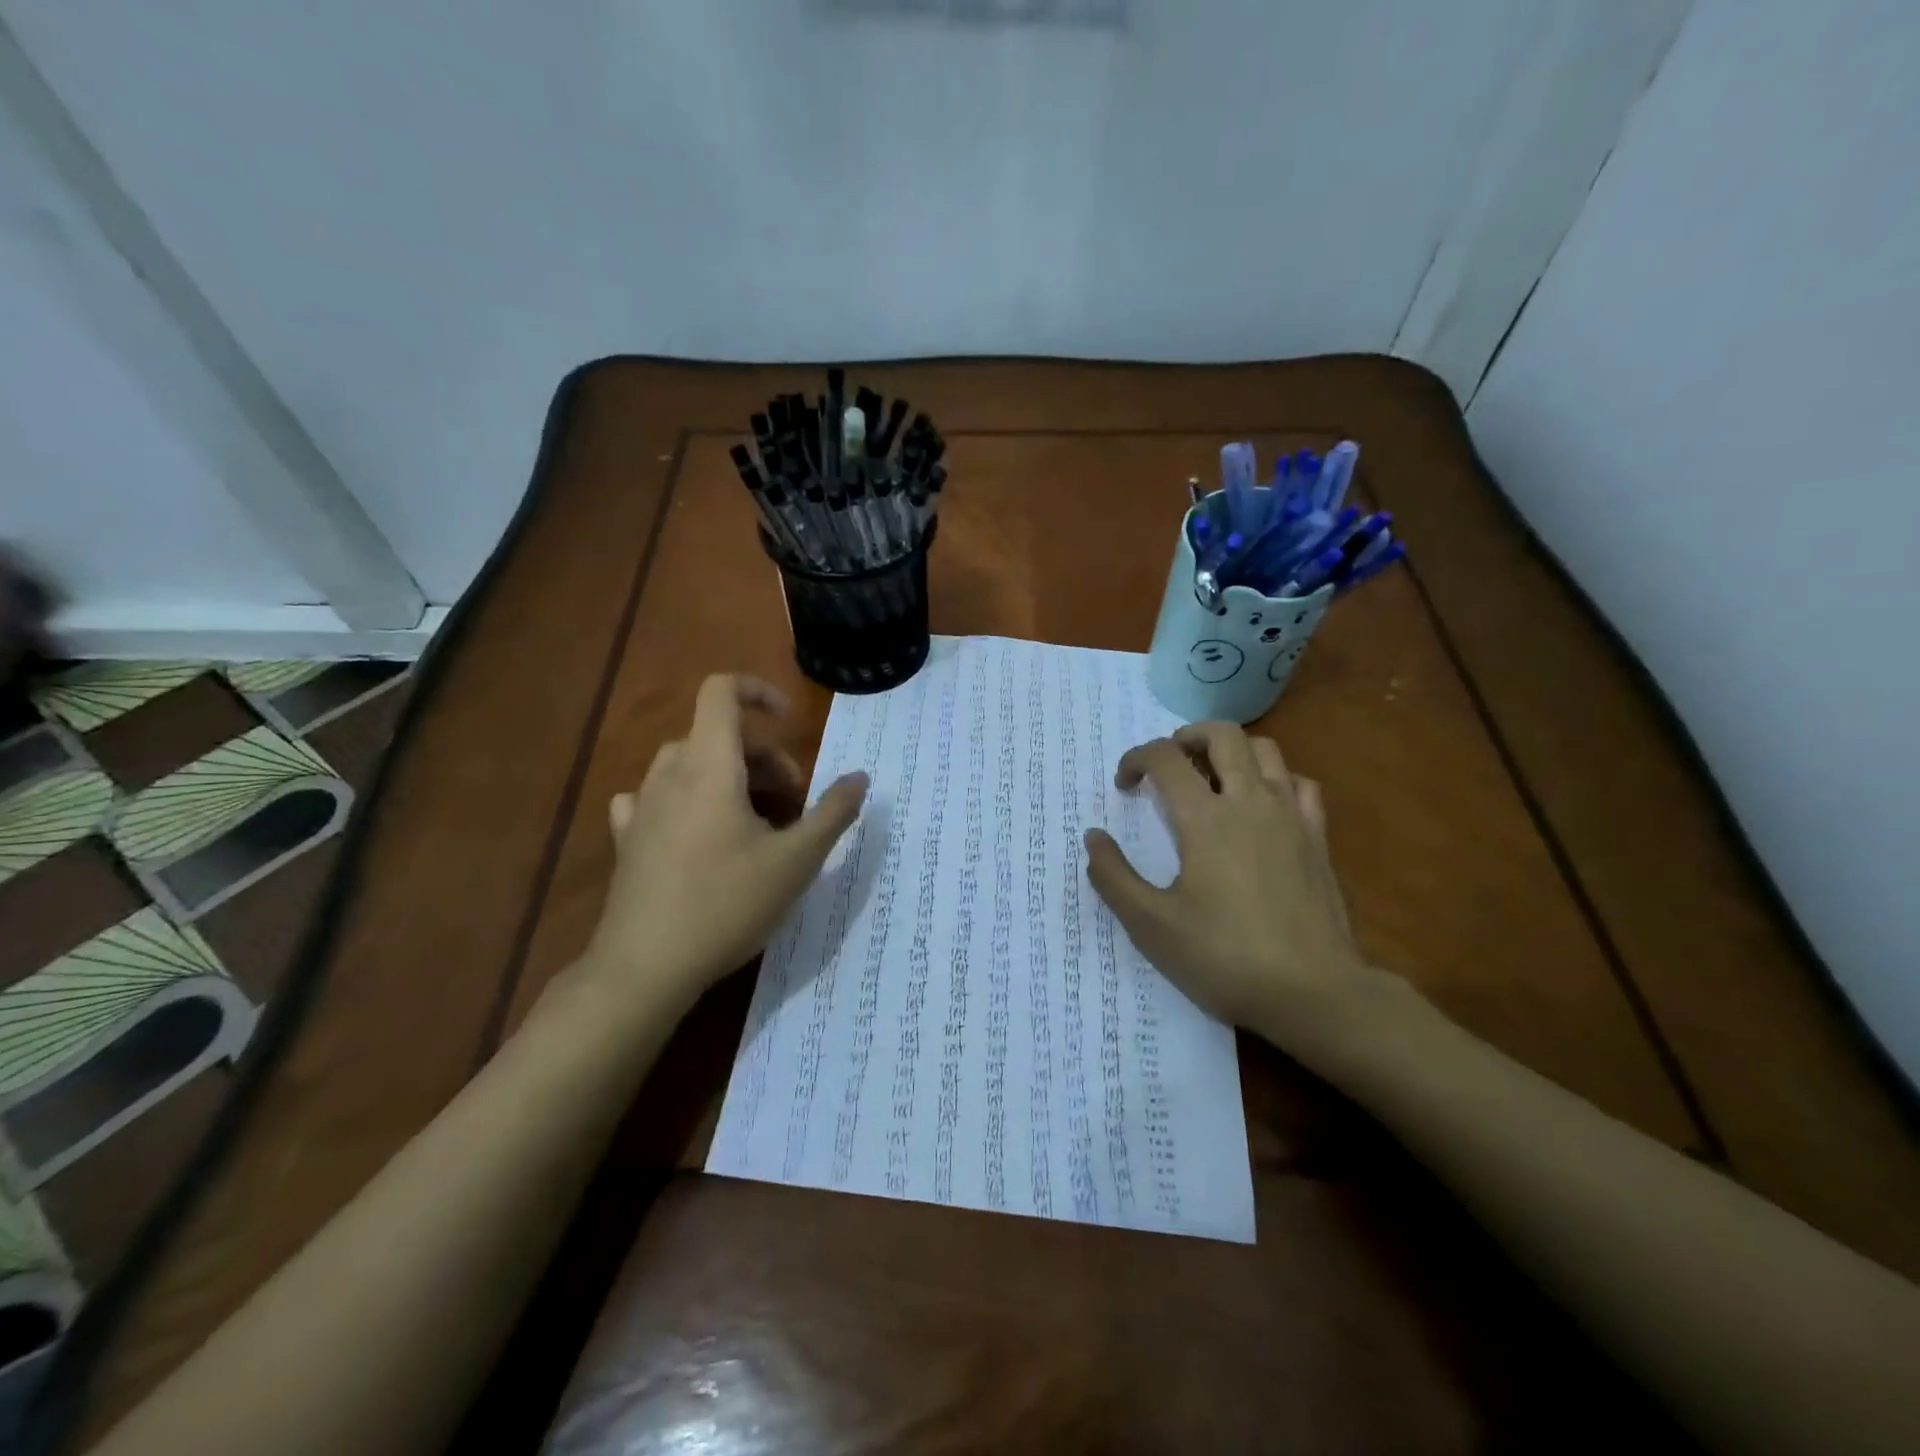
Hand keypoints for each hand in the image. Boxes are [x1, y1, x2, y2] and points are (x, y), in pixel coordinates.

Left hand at [581, 673, 867, 1011]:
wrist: (645, 967)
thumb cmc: (726, 904)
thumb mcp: (796, 861)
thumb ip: (833, 813)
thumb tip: (860, 777)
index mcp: (709, 766)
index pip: (721, 692)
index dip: (758, 692)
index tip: (790, 721)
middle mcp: (669, 774)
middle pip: (715, 734)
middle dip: (763, 755)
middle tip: (794, 799)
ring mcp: (642, 806)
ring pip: (688, 764)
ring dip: (728, 775)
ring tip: (755, 819)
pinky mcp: (627, 839)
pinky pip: (656, 796)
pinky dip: (684, 798)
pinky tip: (695, 828)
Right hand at [1084, 722, 1389, 1059]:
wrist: (1313, 994)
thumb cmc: (1224, 957)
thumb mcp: (1151, 925)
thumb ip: (1113, 876)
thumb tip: (1094, 838)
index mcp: (1205, 819)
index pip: (1165, 758)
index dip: (1136, 759)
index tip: (1125, 786)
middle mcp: (1250, 801)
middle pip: (1223, 734)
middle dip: (1187, 736)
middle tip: (1169, 764)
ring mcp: (1291, 816)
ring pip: (1266, 750)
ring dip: (1232, 752)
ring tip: (1212, 778)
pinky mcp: (1318, 838)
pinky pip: (1300, 784)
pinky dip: (1275, 780)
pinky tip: (1262, 806)